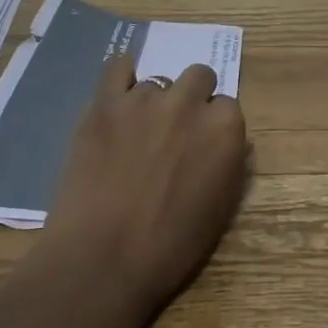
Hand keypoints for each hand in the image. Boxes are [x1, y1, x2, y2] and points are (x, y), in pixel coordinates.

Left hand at [36, 55, 249, 320]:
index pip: (227, 106)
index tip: (202, 146)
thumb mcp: (220, 208)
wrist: (101, 260)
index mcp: (224, 129)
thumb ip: (227, 161)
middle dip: (192, 99)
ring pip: (158, 81)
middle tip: (175, 132)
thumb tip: (223, 139)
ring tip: (137, 133)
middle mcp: (189, 103)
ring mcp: (144, 99)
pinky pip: (117, 67)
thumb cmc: (168, 247)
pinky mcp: (105, 103)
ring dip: (154, 102)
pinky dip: (121, 77)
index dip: (214, 126)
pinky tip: (118, 95)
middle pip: (198, 77)